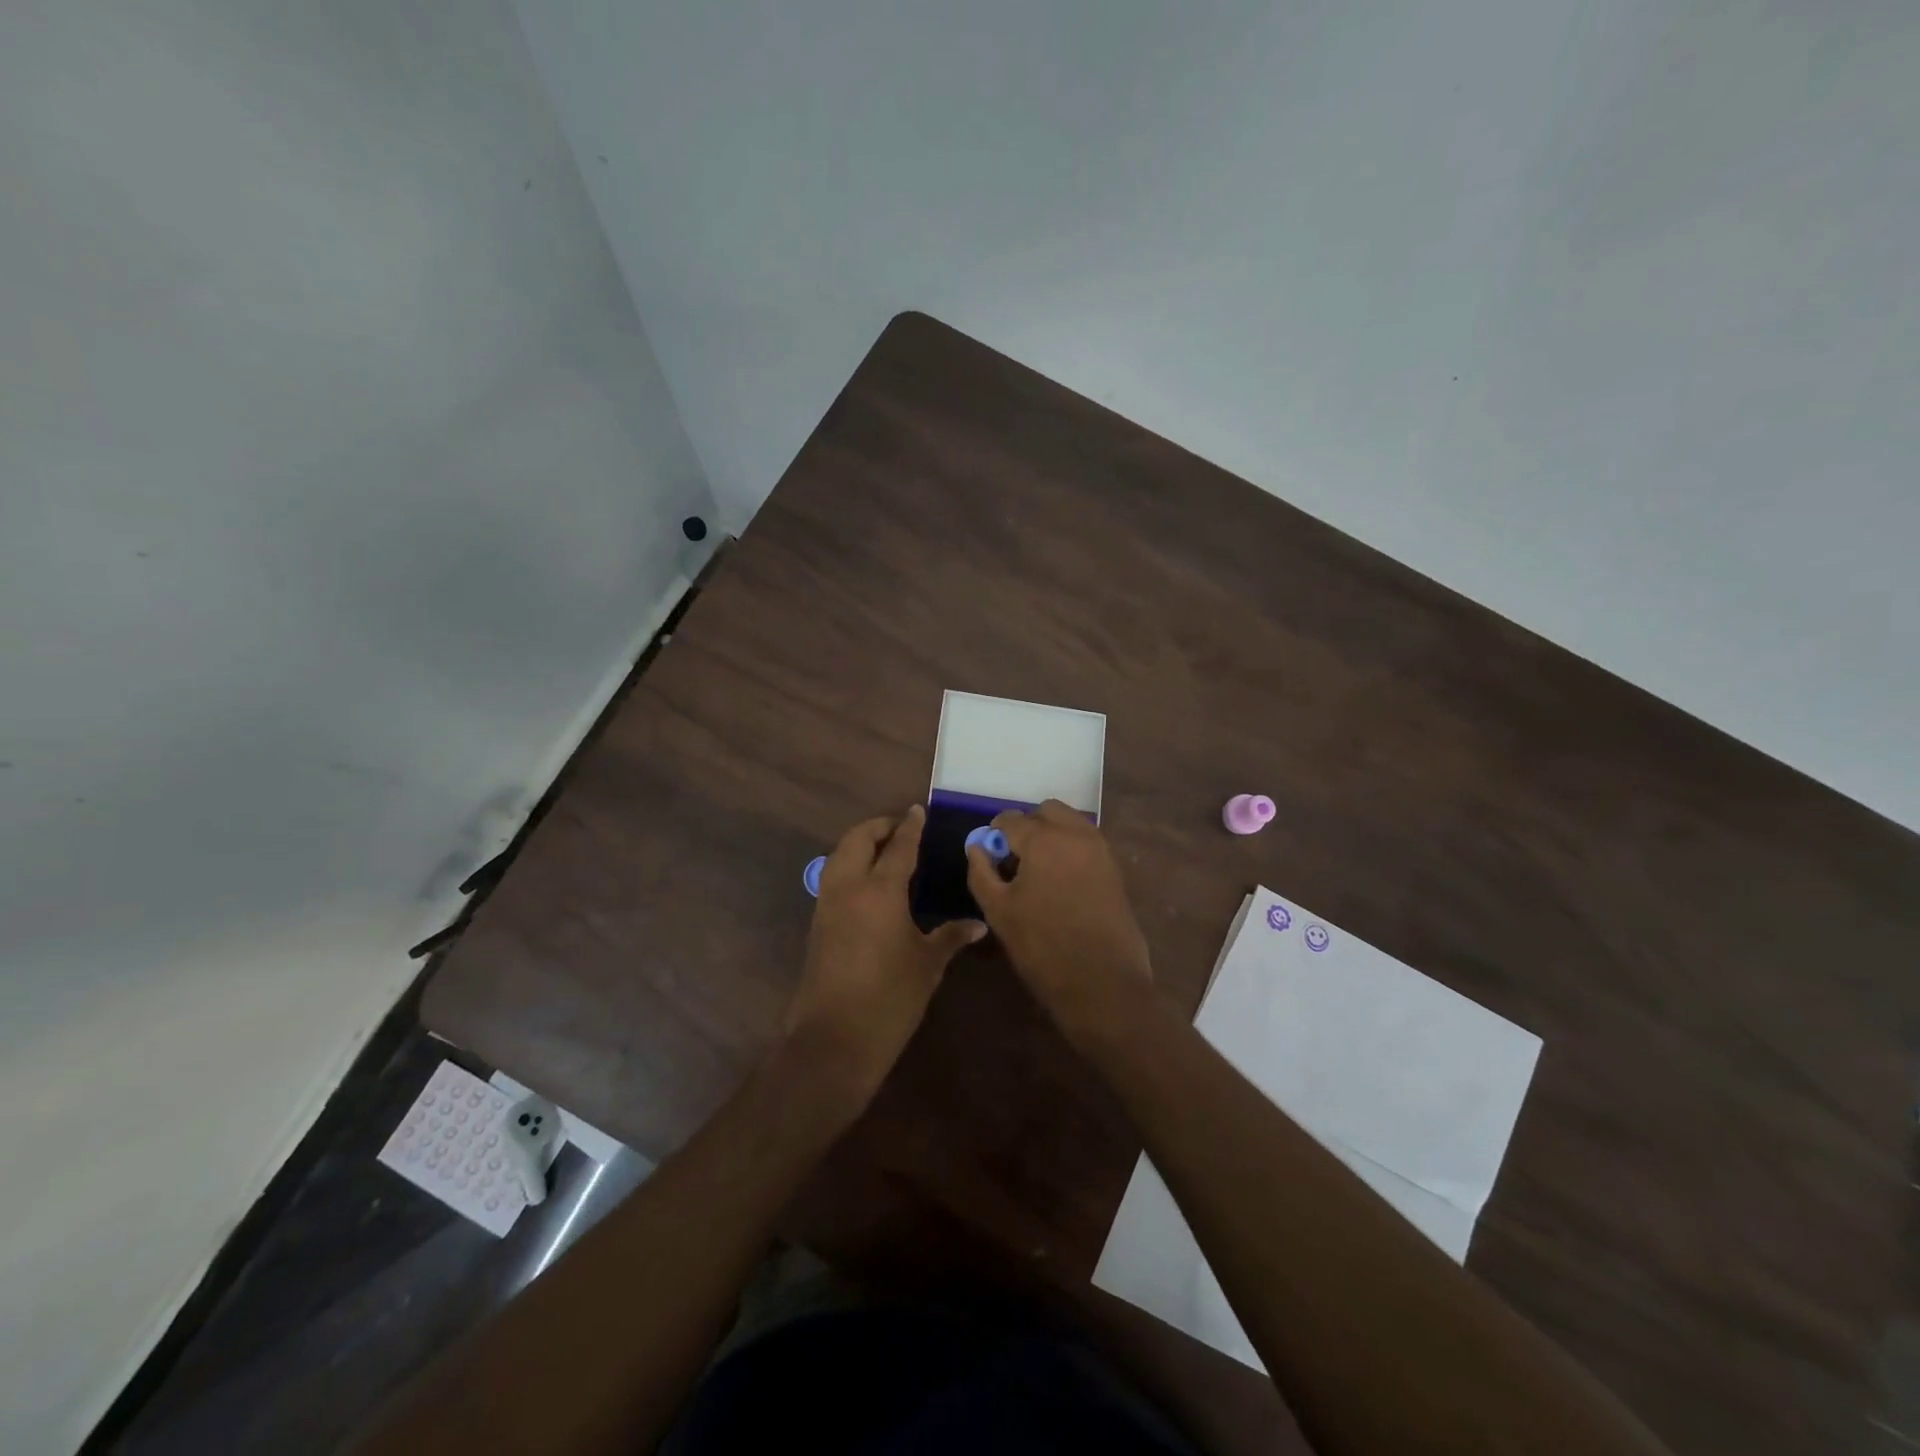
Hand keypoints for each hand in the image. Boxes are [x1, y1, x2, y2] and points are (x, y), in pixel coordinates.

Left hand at [785, 805, 985, 1103]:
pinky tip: (868, 882)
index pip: (898, 846)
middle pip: (858, 839)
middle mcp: (848, 886)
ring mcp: (827, 904)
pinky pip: (833, 877)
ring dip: (859, 843)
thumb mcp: (927, 965)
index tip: (917, 811)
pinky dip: (849, 864)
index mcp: (880, 889)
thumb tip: (978, 923)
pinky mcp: (817, 923)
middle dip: (878, 826)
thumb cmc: (889, 998)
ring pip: (839, 855)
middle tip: (901, 828)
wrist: (833, 1039)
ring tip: (884, 849)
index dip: (910, 826)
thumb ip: (950, 937)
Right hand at [965, 801, 1152, 1032]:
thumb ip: (982, 871)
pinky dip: (1070, 849)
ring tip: (1038, 872)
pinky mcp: (1114, 869)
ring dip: (1052, 835)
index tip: (990, 857)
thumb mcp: (998, 910)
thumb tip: (977, 847)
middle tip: (1015, 860)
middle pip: (1046, 811)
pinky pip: (1086, 843)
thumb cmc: (1042, 947)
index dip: (995, 835)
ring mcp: (1100, 850)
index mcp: (1043, 839)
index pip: (1010, 819)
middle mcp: (1075, 834)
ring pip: (1070, 823)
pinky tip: (1060, 883)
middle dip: (1028, 827)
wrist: (1102, 983)